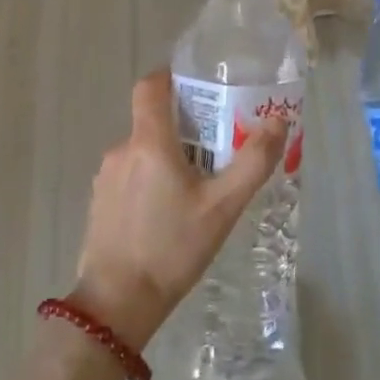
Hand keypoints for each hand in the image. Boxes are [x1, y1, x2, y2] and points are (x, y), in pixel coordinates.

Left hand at [70, 69, 289, 350]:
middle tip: (217, 146)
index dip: (172, 76)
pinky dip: (151, 178)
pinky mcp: (100, 201)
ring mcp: (105, 177)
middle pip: (152, 120)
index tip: (199, 85)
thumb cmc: (173, 248)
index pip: (151, 85)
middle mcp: (122, 150)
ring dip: (168, 155)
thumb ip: (253, 162)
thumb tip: (278, 122)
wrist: (118, 302)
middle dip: (183, 125)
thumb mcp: (223, 206)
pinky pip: (130, 174)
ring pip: (142, 150)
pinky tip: (170, 211)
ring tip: (198, 184)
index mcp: (149, 142)